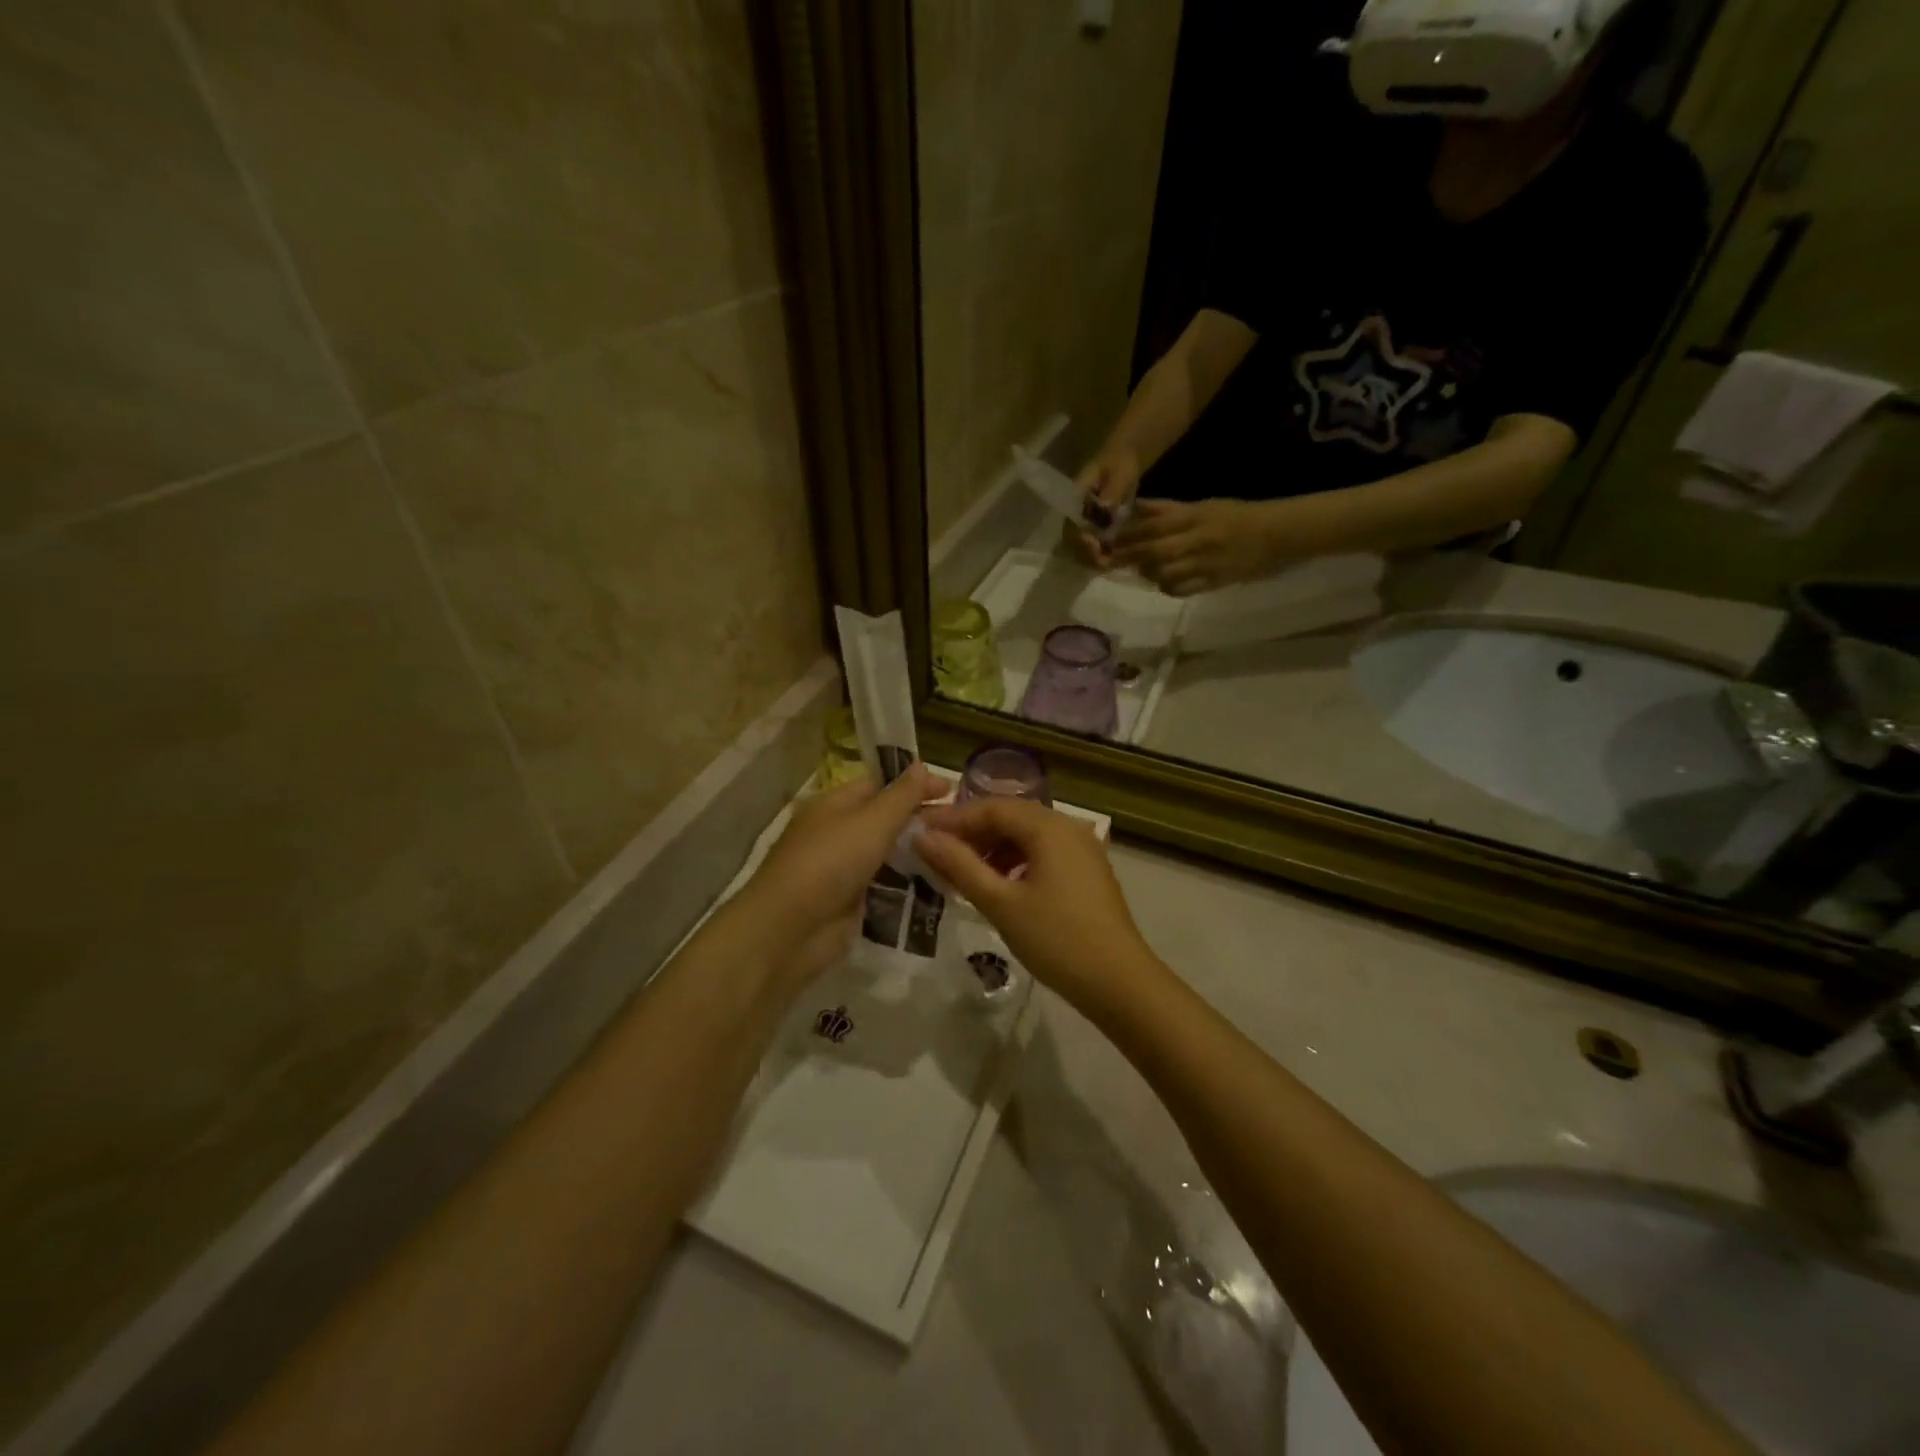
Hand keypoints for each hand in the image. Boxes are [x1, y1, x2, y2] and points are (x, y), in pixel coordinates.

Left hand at [738, 764, 945, 991]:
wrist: (789, 931)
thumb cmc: (829, 863)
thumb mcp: (872, 822)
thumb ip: (902, 796)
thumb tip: (921, 764)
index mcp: (834, 803)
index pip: (880, 784)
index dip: (915, 785)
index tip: (953, 792)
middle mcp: (836, 832)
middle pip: (885, 820)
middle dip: (920, 822)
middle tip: (962, 830)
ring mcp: (842, 869)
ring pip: (887, 855)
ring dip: (918, 856)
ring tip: (960, 858)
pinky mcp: (849, 903)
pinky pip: (885, 887)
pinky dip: (909, 886)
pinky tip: (940, 888)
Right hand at [916, 798, 1159, 1011]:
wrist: (1119, 982)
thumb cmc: (1056, 939)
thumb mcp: (1000, 903)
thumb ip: (959, 865)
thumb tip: (922, 837)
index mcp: (1048, 826)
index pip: (991, 808)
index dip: (952, 819)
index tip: (918, 833)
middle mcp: (1068, 826)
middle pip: (1010, 816)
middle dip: (971, 832)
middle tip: (935, 853)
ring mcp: (1081, 848)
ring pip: (1026, 835)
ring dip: (992, 848)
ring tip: (962, 873)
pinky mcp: (1087, 870)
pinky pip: (1042, 852)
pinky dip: (1014, 861)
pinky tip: (997, 885)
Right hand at [1062, 451, 1141, 567]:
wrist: (1123, 459)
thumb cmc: (1121, 462)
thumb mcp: (1120, 471)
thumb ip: (1113, 489)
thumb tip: (1105, 507)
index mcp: (1076, 497)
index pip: (1071, 522)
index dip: (1080, 538)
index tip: (1095, 547)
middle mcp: (1075, 511)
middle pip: (1071, 539)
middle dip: (1085, 554)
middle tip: (1103, 563)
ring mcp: (1082, 520)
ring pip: (1078, 545)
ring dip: (1091, 558)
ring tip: (1108, 565)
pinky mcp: (1092, 526)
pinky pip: (1090, 545)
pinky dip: (1099, 555)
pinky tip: (1112, 561)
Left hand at [1112, 498, 1276, 596]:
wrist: (1276, 536)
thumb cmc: (1235, 516)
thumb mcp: (1202, 506)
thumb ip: (1167, 509)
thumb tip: (1135, 508)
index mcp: (1197, 517)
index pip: (1155, 526)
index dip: (1129, 534)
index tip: (1108, 538)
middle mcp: (1199, 541)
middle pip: (1156, 551)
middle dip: (1130, 556)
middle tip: (1109, 559)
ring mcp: (1206, 565)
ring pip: (1166, 573)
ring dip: (1147, 572)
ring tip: (1139, 569)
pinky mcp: (1213, 583)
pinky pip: (1182, 590)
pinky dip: (1167, 587)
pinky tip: (1163, 581)